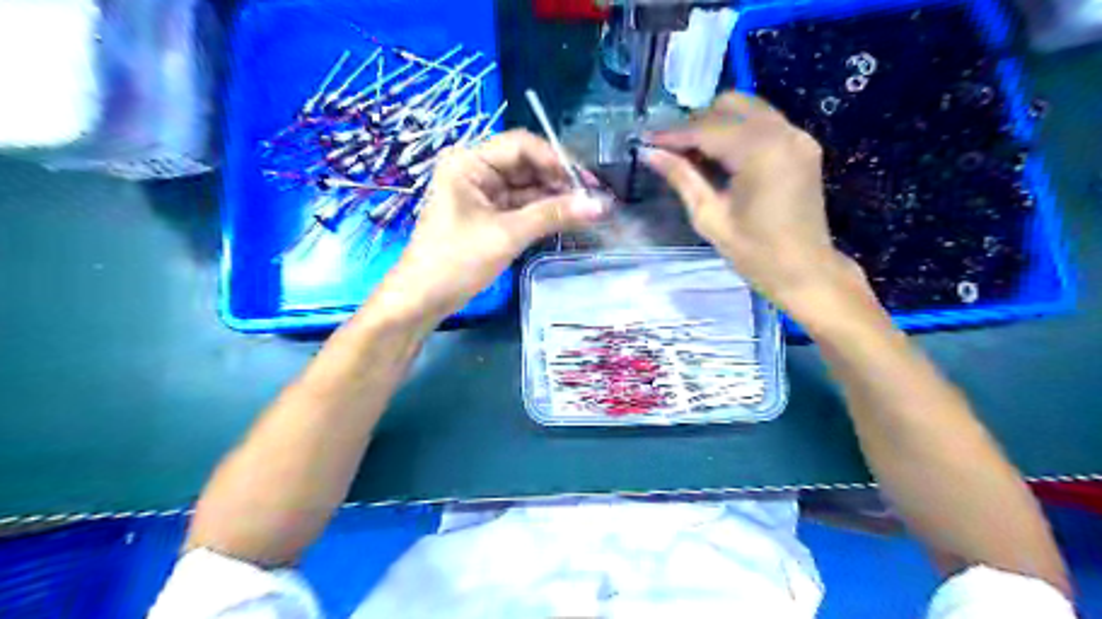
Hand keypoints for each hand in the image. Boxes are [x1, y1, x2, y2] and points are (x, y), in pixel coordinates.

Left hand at [364, 129, 606, 328]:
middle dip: (559, 180)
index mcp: (469, 162)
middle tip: (593, 199)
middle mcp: (475, 170)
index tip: (587, 183)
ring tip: (588, 211)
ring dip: (554, 198)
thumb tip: (600, 205)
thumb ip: (553, 215)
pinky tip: (568, 219)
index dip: (556, 160)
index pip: (521, 145)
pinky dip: (542, 213)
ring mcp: (481, 194)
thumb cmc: (456, 261)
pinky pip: (521, 206)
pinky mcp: (487, 215)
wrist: (423, 299)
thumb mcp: (506, 235)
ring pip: (526, 187)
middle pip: (526, 165)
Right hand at [644, 94, 864, 321]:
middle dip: (697, 123)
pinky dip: (738, 132)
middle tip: (672, 149)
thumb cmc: (755, 253)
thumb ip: (682, 178)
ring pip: (748, 110)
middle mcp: (783, 133)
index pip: (707, 129)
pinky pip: (764, 124)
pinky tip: (721, 157)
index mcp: (760, 152)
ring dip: (717, 124)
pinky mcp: (802, 146)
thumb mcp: (710, 217)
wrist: (806, 271)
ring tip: (692, 153)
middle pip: (731, 106)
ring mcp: (797, 137)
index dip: (673, 133)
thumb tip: (650, 153)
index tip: (646, 138)